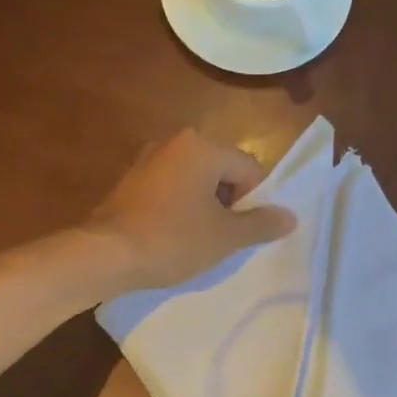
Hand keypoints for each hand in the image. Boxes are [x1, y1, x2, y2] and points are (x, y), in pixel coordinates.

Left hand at [87, 131, 296, 291]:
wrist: (106, 254)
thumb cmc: (173, 240)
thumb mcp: (225, 237)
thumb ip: (261, 224)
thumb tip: (291, 217)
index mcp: (203, 146)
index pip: (250, 169)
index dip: (254, 203)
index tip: (240, 233)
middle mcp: (175, 142)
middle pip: (222, 171)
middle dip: (228, 204)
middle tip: (221, 238)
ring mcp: (148, 159)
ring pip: (195, 181)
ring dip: (203, 207)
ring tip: (196, 240)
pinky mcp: (131, 180)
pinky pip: (170, 189)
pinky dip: (178, 208)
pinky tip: (171, 236)